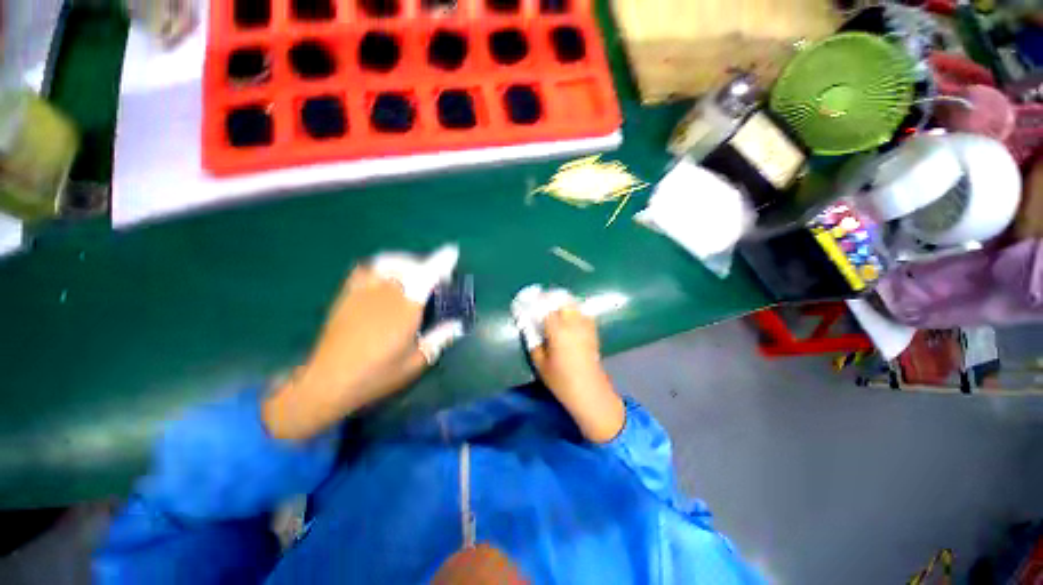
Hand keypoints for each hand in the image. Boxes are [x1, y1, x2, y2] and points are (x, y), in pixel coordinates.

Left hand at [263, 246, 460, 440]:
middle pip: (409, 265)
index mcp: (405, 309)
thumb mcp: (415, 363)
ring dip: (405, 262)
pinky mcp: (347, 295)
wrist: (327, 382)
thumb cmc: (377, 375)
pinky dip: (380, 265)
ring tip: (413, 272)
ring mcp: (363, 292)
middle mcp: (385, 293)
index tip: (452, 251)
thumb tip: (458, 324)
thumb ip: (439, 339)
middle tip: (435, 278)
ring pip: (387, 262)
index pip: (427, 276)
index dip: (441, 261)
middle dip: (426, 265)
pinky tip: (385, 275)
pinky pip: (365, 269)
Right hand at [529, 303, 624, 442]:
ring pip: (574, 305)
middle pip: (562, 301)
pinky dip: (574, 310)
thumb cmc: (561, 380)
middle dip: (550, 298)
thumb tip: (529, 328)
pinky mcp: (592, 332)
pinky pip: (583, 313)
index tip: (527, 301)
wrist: (589, 391)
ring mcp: (585, 326)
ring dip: (562, 302)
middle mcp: (573, 324)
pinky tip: (568, 316)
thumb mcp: (540, 364)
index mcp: (558, 331)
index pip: (545, 309)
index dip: (535, 303)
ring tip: (553, 306)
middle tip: (540, 302)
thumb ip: (533, 343)